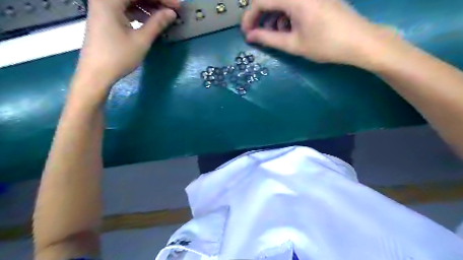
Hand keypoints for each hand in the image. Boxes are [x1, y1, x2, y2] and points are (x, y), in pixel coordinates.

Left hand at [75, 0, 177, 88]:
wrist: (96, 73)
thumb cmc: (118, 57)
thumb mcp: (141, 40)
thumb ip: (157, 23)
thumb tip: (172, 13)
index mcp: (109, 0)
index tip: (177, 6)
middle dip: (154, 1)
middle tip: (172, 10)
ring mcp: (103, 7)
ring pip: (129, 0)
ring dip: (147, 6)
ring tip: (163, 16)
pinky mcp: (105, 17)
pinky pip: (124, 8)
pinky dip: (138, 12)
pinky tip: (149, 20)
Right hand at [243, 0, 386, 66]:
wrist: (360, 41)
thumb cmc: (325, 45)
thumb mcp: (293, 44)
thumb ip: (268, 38)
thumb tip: (250, 37)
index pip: (261, 1)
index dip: (249, 17)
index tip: (246, 34)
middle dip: (261, 17)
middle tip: (258, 35)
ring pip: (283, 0)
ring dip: (274, 16)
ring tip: (277, 35)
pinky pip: (295, 2)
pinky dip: (287, 14)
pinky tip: (290, 28)